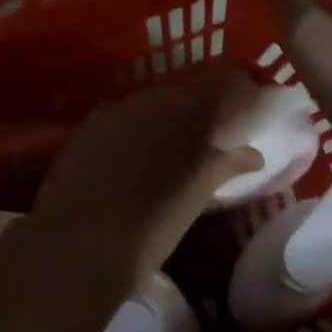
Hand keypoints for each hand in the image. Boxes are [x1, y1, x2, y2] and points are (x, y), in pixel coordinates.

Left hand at [29, 71, 260, 279]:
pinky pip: (122, 114)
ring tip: (170, 143)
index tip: (249, 104)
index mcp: (191, 116)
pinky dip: (135, 126)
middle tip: (211, 129)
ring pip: (153, 100)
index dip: (238, 92)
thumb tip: (253, 154)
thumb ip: (226, 167)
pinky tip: (130, 151)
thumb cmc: (150, 230)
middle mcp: (154, 101)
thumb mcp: (196, 199)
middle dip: (202, 104)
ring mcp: (117, 110)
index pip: (223, 85)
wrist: (78, 245)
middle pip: (187, 89)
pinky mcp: (88, 124)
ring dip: (167, 114)